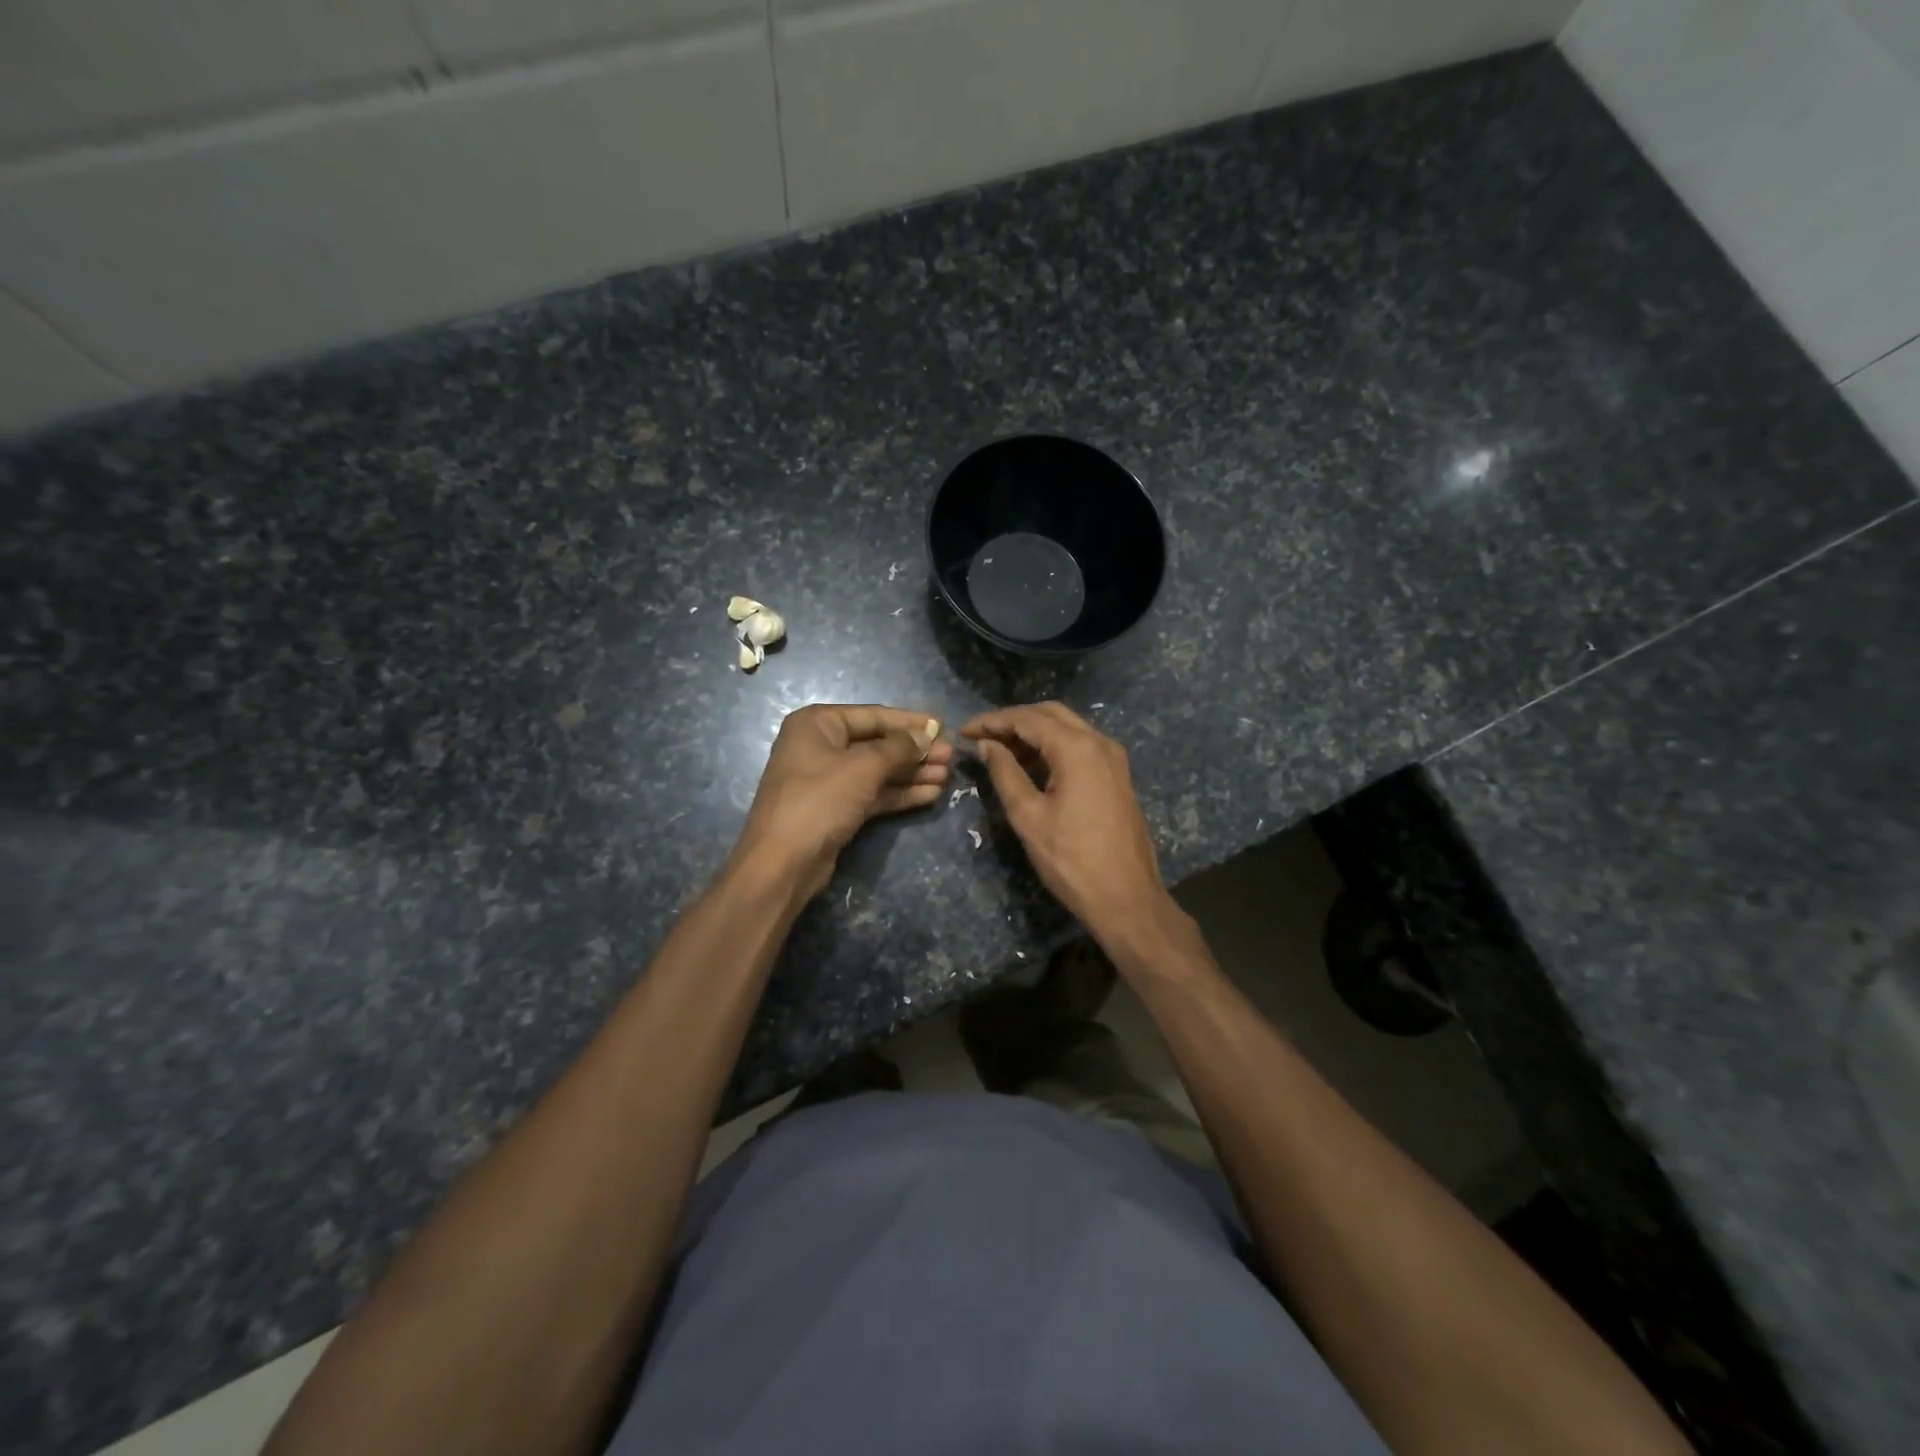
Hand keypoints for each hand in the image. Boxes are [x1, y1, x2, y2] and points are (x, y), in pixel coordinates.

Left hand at [731, 704, 950, 899]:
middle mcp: (821, 746)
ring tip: (948, 776)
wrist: (783, 862)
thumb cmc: (820, 801)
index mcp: (818, 723)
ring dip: (912, 773)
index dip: (911, 722)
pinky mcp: (836, 808)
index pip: (874, 715)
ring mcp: (828, 779)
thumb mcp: (863, 767)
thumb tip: (927, 734)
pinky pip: (873, 793)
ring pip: (878, 770)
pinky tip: (931, 794)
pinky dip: (900, 793)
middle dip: (915, 751)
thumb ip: (899, 747)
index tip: (944, 726)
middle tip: (952, 757)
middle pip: (878, 743)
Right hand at [961, 702, 1176, 949]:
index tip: (964, 731)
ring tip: (999, 752)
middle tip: (981, 738)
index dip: (992, 721)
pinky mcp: (1117, 776)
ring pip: (1068, 728)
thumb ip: (1005, 773)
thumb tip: (987, 745)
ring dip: (1033, 733)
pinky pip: (1081, 747)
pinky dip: (1053, 747)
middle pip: (1050, 714)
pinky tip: (1031, 766)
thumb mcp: (1028, 816)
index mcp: (1077, 748)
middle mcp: (1100, 742)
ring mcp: (1113, 759)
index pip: (1027, 718)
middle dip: (1013, 721)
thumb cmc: (1071, 860)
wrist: (1126, 898)